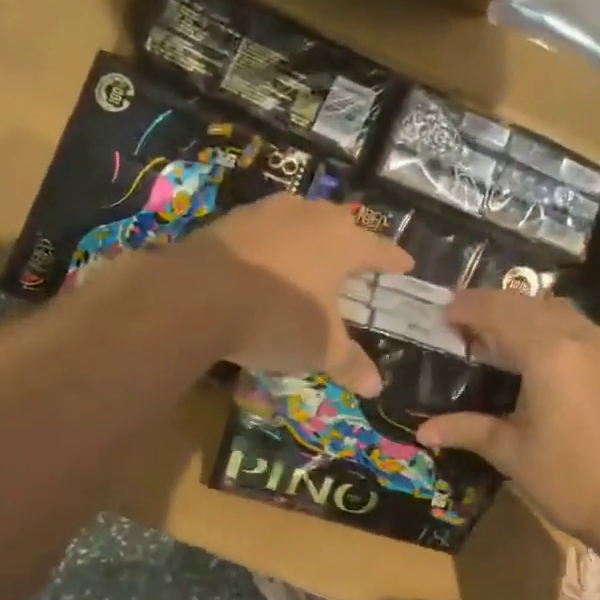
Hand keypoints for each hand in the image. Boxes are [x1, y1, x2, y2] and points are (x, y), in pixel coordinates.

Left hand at [180, 194, 411, 395]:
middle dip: (352, 243)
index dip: (395, 260)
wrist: (194, 297)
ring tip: (312, 259)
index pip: (380, 249)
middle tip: (358, 262)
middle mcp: (310, 216)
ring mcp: (267, 212)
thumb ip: (351, 363)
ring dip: (310, 238)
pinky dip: (273, 246)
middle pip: (342, 225)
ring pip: (301, 220)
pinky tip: (265, 265)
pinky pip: (265, 231)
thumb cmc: (277, 317)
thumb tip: (376, 386)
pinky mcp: (230, 220)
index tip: (406, 266)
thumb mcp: (321, 348)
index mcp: (343, 241)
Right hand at [418, 290, 599, 544]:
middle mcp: (583, 337)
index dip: (470, 308)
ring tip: (497, 332)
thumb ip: (468, 429)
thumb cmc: (570, 482)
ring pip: (558, 310)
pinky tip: (537, 349)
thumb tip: (423, 430)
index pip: (501, 313)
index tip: (445, 312)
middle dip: (493, 305)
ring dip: (524, 312)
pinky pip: (581, 326)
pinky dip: (552, 325)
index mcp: (550, 355)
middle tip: (463, 319)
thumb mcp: (512, 453)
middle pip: (529, 304)